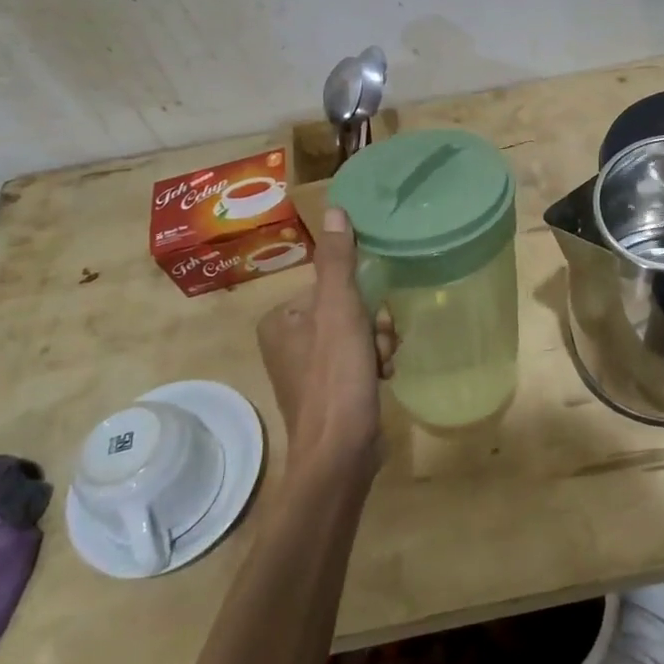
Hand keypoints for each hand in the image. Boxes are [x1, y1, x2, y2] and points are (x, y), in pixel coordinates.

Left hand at [257, 207, 396, 482]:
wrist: (340, 455)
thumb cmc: (336, 379)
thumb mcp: (340, 312)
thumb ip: (338, 262)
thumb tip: (334, 209)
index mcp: (280, 320)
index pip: (332, 286)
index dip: (362, 298)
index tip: (374, 318)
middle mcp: (288, 342)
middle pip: (347, 310)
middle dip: (374, 326)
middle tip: (380, 346)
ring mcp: (308, 369)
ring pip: (358, 335)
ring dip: (379, 345)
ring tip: (383, 366)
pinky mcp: (328, 391)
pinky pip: (357, 360)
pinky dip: (374, 365)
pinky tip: (383, 379)